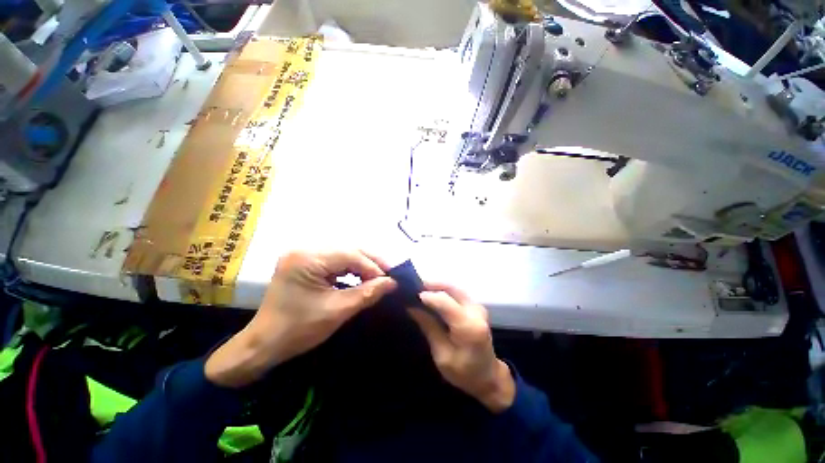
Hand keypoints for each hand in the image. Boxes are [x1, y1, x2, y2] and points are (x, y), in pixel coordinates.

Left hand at [205, 250, 396, 387]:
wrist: (264, 345)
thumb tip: (393, 282)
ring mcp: (304, 256)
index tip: (391, 279)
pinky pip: (335, 262)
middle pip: (348, 250)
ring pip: (343, 255)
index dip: (373, 266)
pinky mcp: (306, 264)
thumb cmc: (298, 330)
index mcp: (307, 259)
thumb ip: (367, 293)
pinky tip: (361, 278)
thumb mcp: (337, 311)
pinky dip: (351, 270)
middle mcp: (305, 250)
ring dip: (362, 265)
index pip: (350, 255)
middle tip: (389, 275)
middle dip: (370, 263)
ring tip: (379, 277)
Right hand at [408, 283, 515, 412]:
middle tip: (414, 287)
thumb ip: (429, 327)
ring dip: (437, 286)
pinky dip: (444, 290)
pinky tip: (433, 295)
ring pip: (455, 287)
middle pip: (451, 288)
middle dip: (432, 285)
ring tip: (420, 289)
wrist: (488, 377)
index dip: (427, 296)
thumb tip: (412, 307)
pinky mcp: (476, 306)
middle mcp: (475, 311)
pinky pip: (458, 292)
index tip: (411, 296)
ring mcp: (478, 307)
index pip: (445, 302)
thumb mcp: (442, 355)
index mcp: (468, 326)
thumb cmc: (464, 372)